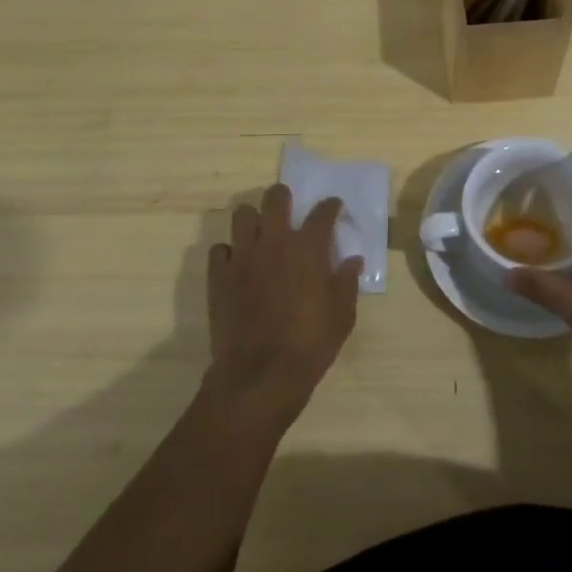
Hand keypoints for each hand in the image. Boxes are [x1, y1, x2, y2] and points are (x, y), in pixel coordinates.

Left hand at [203, 184, 361, 426]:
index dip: (330, 206)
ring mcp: (243, 257)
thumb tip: (352, 261)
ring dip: (253, 220)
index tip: (333, 207)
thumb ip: (347, 282)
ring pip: (242, 215)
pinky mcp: (219, 276)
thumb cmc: (310, 344)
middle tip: (288, 210)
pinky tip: (237, 265)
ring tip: (260, 234)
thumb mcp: (342, 316)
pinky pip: (219, 249)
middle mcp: (275, 242)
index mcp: (308, 249)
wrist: (260, 374)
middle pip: (275, 198)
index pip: (323, 213)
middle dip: (283, 197)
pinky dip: (229, 252)